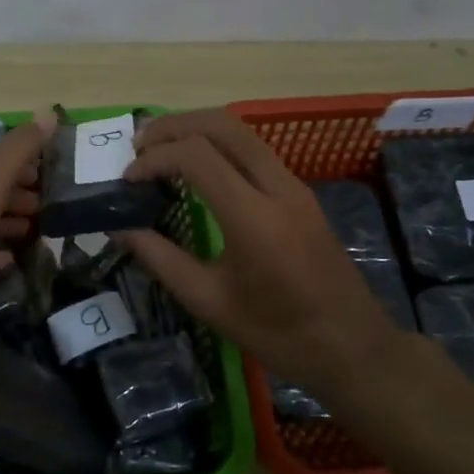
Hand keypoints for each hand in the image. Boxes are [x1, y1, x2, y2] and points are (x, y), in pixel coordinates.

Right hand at [116, 110, 410, 401]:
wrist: (352, 348)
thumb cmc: (277, 333)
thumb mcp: (208, 302)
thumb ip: (160, 258)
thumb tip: (120, 229)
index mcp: (253, 217)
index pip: (196, 156)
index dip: (154, 159)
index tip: (127, 180)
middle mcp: (277, 187)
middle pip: (221, 125)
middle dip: (173, 126)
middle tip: (138, 146)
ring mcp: (294, 186)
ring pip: (241, 131)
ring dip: (196, 130)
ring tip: (160, 150)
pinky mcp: (300, 193)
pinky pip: (254, 150)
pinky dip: (217, 144)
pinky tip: (196, 169)